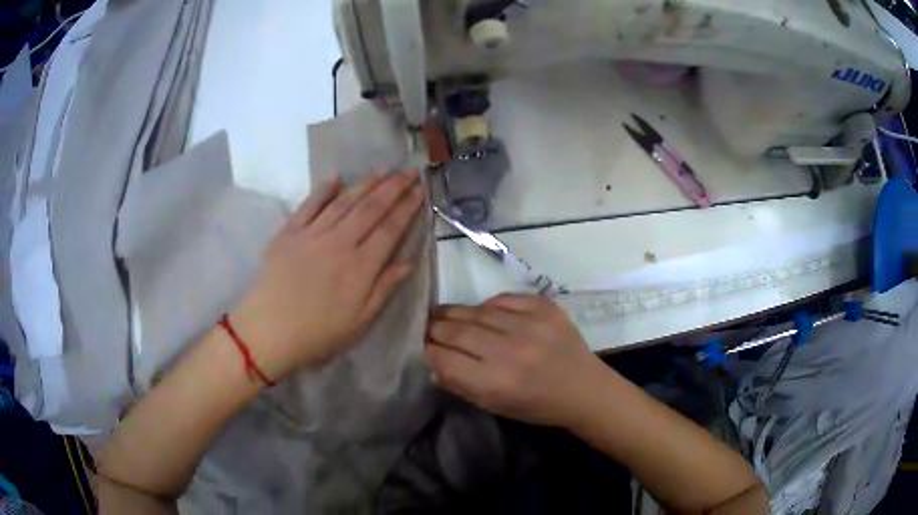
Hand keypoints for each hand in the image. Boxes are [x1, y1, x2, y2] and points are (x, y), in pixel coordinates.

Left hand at [232, 170, 424, 381]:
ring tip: (383, 171)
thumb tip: (408, 263)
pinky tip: (337, 177)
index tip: (420, 191)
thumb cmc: (317, 333)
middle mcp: (339, 243)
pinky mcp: (289, 232)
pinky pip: (309, 205)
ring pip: (344, 202)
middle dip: (393, 187)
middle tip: (409, 171)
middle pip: (370, 208)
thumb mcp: (359, 322)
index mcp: (360, 267)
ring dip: (366, 184)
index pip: (389, 229)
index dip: (407, 208)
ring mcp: (312, 234)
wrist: (268, 332)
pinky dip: (324, 190)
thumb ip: (384, 289)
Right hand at [424, 294, 607, 427]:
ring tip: (445, 314)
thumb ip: (461, 384)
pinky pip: (504, 299)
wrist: (584, 389)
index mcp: (495, 383)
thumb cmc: (537, 406)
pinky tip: (483, 312)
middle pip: (456, 331)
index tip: (422, 346)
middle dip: (435, 328)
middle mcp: (509, 351)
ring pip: (476, 311)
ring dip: (456, 313)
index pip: (444, 358)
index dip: (428, 350)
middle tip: (427, 327)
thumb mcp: (494, 406)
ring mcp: (529, 325)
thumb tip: (434, 361)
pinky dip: (488, 305)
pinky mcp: (545, 308)